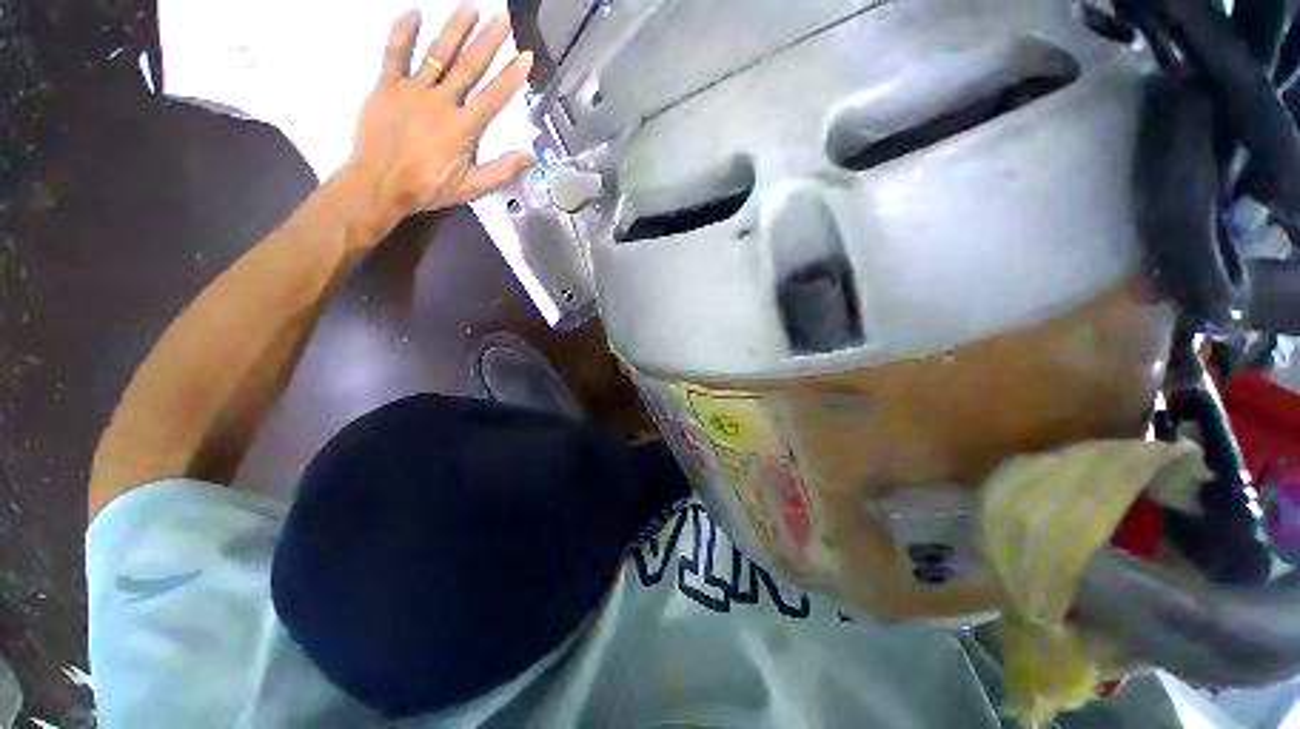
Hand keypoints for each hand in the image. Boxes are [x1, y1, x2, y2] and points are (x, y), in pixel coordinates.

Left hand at [346, 5, 534, 219]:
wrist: (380, 182)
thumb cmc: (428, 187)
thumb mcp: (471, 188)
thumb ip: (501, 170)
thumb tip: (530, 156)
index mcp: (463, 127)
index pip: (493, 96)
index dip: (512, 76)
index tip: (525, 56)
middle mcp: (442, 101)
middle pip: (469, 66)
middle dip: (488, 40)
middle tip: (502, 17)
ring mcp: (413, 90)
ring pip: (437, 53)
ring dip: (455, 28)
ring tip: (470, 7)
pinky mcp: (387, 86)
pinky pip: (394, 53)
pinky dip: (403, 32)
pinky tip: (414, 13)